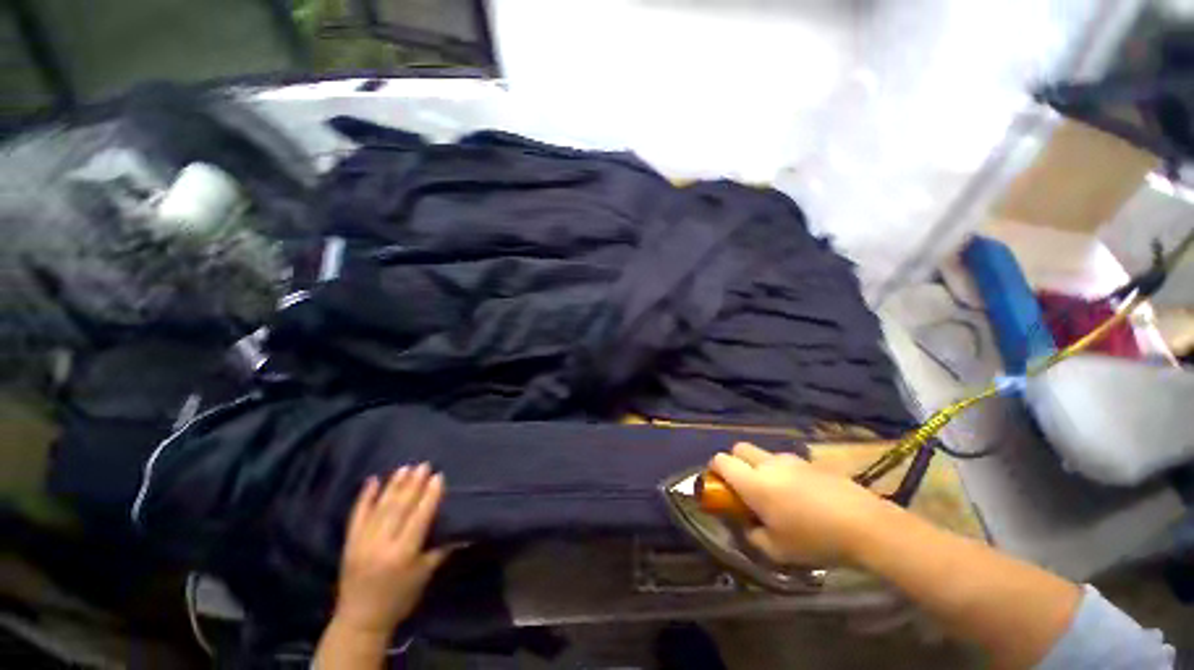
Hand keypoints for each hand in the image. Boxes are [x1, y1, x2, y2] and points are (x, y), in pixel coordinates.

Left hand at [332, 463, 449, 637]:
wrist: (360, 620)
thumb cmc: (400, 598)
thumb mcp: (424, 575)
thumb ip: (442, 550)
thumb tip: (465, 530)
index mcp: (403, 553)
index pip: (419, 517)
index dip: (430, 495)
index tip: (438, 476)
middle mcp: (382, 544)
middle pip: (399, 508)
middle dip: (413, 485)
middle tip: (423, 465)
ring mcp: (362, 542)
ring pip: (380, 508)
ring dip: (393, 486)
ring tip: (405, 468)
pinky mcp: (349, 543)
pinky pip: (356, 516)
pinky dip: (364, 497)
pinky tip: (372, 480)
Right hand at [709, 442, 893, 566]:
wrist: (866, 525)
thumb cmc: (815, 540)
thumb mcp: (777, 551)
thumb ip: (753, 536)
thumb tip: (747, 526)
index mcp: (754, 483)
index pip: (721, 460)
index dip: (714, 470)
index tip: (720, 486)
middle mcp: (768, 464)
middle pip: (739, 448)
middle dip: (736, 462)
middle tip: (746, 487)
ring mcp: (792, 460)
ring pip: (765, 455)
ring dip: (762, 468)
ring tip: (780, 495)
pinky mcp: (812, 462)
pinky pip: (788, 462)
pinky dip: (785, 473)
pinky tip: (804, 496)